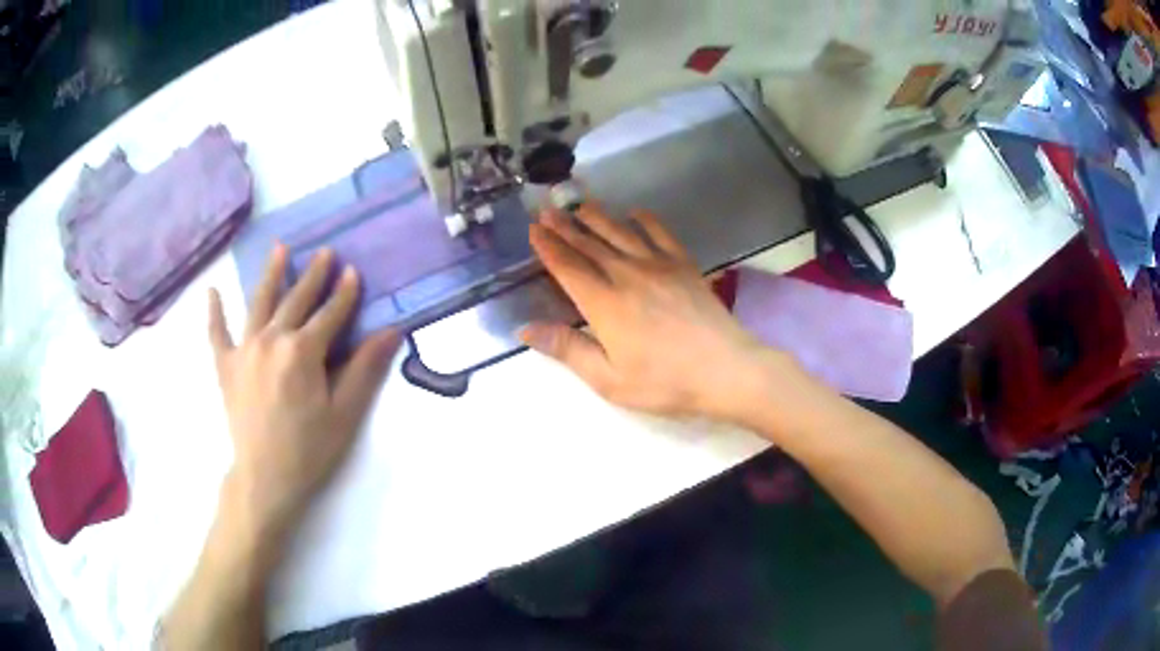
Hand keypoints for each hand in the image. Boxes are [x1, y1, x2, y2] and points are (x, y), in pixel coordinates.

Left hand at [208, 245, 399, 544]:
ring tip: (280, 249)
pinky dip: (214, 312)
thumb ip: (365, 368)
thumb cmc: (309, 449)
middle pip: (296, 300)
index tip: (353, 271)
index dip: (344, 293)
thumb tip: (392, 331)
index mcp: (302, 351)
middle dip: (313, 275)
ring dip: (271, 274)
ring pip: (259, 303)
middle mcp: (271, 339)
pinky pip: (217, 332)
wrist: (265, 478)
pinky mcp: (225, 365)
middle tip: (324, 252)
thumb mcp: (345, 413)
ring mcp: (244, 349)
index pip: (329, 314)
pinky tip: (212, 291)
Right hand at [523, 202, 791, 420]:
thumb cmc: (665, 382)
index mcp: (604, 304)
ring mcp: (658, 266)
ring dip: (597, 217)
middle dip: (565, 226)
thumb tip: (525, 330)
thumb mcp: (609, 379)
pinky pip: (660, 233)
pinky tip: (636, 212)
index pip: (568, 268)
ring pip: (620, 233)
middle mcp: (627, 275)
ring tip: (580, 205)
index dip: (548, 247)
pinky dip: (645, 220)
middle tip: (547, 209)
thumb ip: (568, 349)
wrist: (725, 369)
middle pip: (589, 245)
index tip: (534, 229)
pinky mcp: (684, 265)